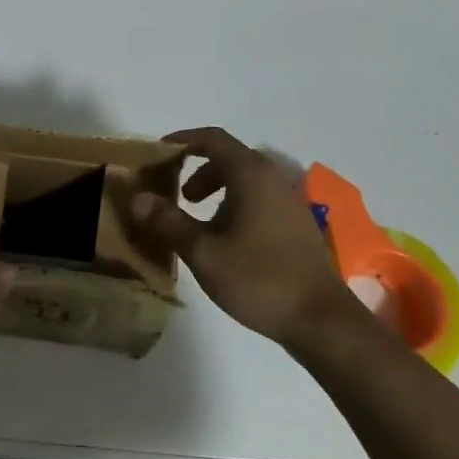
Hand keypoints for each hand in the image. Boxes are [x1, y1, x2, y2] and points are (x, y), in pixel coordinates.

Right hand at [131, 128, 369, 351]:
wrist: (320, 320)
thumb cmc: (258, 279)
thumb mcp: (203, 252)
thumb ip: (168, 222)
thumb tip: (138, 198)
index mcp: (250, 176)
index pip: (213, 138)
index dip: (183, 140)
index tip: (158, 153)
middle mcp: (272, 179)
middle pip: (229, 158)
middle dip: (196, 169)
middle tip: (175, 195)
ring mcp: (288, 202)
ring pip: (245, 180)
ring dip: (215, 188)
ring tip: (195, 219)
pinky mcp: (296, 224)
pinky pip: (258, 198)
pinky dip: (234, 204)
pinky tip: (225, 239)